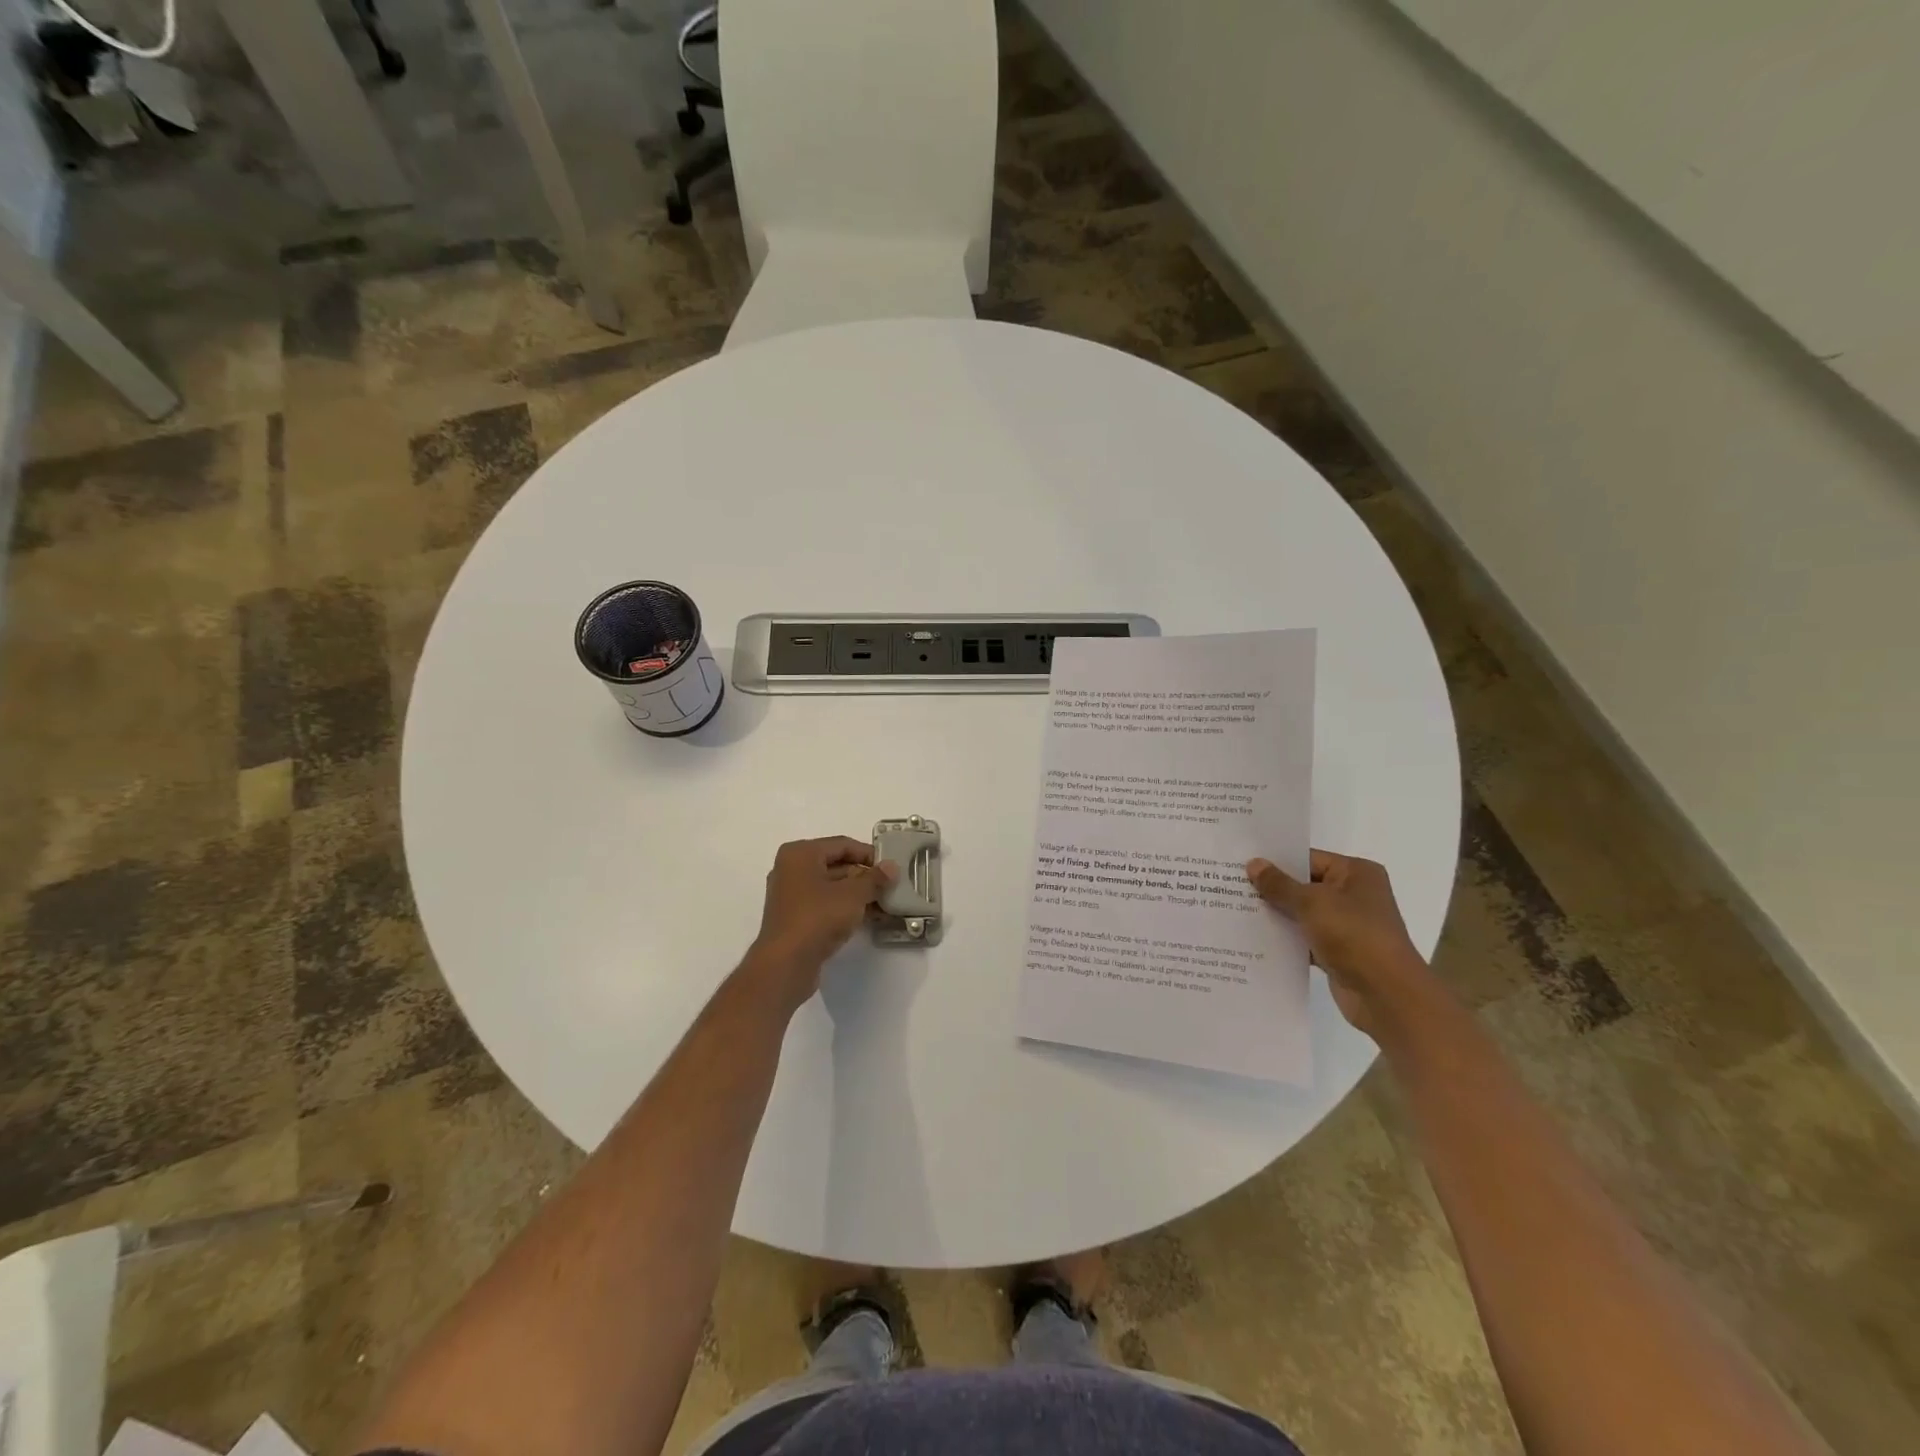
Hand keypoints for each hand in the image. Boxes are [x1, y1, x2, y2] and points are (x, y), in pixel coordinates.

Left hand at [744, 837, 897, 1006]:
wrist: (786, 964)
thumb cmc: (818, 917)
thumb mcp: (853, 895)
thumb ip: (874, 879)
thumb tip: (891, 867)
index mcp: (800, 853)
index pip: (842, 845)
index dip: (869, 855)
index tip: (891, 868)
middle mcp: (792, 869)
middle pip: (836, 865)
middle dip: (865, 876)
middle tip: (891, 887)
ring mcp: (791, 895)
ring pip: (832, 887)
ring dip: (858, 894)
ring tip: (886, 904)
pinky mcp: (795, 918)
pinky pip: (825, 905)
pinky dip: (845, 908)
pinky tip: (869, 918)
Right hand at [1246, 850, 1428, 1033]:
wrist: (1386, 995)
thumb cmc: (1354, 936)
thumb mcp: (1311, 903)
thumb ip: (1279, 884)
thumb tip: (1253, 864)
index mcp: (1356, 873)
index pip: (1308, 859)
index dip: (1275, 861)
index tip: (1241, 863)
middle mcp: (1354, 895)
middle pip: (1304, 885)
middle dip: (1272, 889)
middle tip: (1232, 886)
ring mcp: (1347, 925)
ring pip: (1303, 913)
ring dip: (1276, 914)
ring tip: (1236, 909)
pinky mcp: (1339, 951)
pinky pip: (1305, 938)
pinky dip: (1286, 938)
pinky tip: (1254, 938)